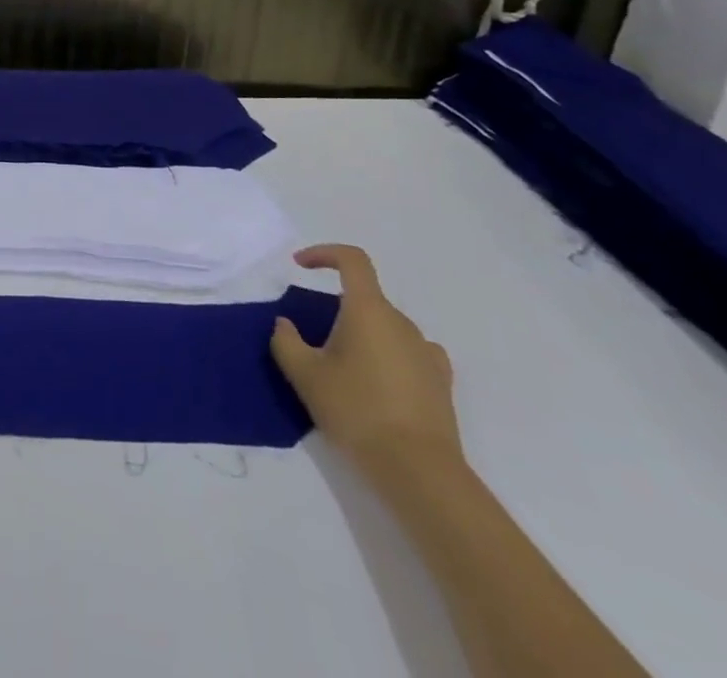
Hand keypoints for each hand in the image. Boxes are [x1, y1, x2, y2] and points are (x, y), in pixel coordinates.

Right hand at [270, 244, 463, 485]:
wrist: (419, 472)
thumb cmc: (356, 411)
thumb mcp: (305, 376)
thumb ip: (285, 341)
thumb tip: (285, 324)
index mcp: (368, 310)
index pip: (352, 260)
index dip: (324, 254)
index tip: (300, 266)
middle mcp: (401, 322)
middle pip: (366, 298)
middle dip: (338, 310)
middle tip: (316, 344)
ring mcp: (426, 352)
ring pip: (386, 327)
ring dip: (363, 335)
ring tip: (345, 372)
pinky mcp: (441, 382)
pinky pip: (409, 352)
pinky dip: (389, 355)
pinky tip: (379, 382)